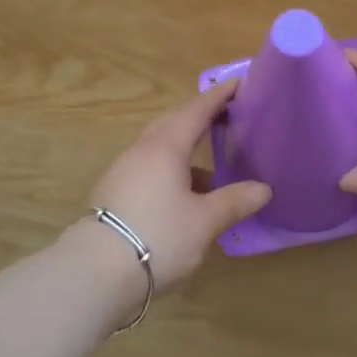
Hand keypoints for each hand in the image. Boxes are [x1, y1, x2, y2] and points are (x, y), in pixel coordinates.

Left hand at [76, 78, 271, 293]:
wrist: (93, 274)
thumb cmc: (157, 237)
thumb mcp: (204, 222)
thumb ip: (234, 201)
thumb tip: (264, 188)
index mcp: (166, 146)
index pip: (197, 109)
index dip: (219, 96)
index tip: (239, 82)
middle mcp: (143, 150)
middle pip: (175, 122)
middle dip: (201, 114)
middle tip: (227, 112)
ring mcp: (124, 171)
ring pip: (160, 146)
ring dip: (186, 144)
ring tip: (211, 155)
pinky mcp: (114, 193)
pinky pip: (150, 166)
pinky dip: (172, 166)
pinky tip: (185, 191)